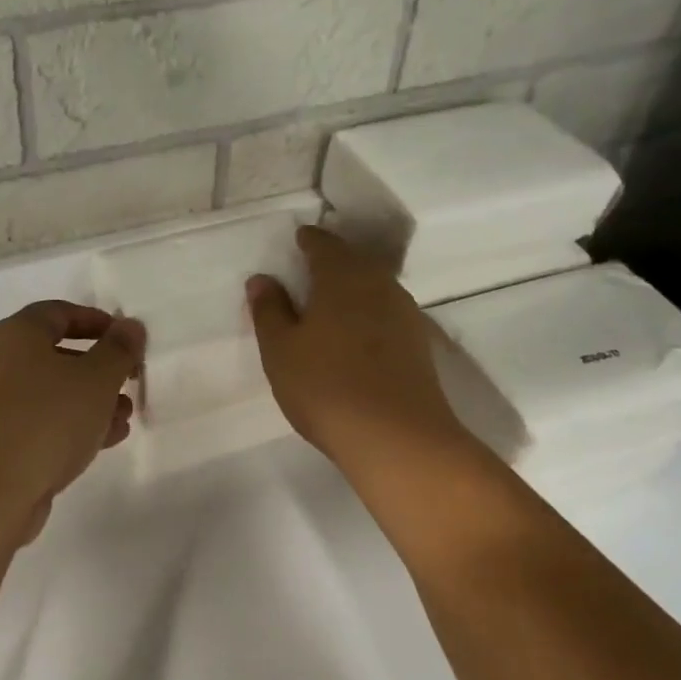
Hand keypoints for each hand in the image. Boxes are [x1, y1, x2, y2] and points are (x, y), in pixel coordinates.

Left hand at [0, 301, 143, 540]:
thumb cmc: (45, 419)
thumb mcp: (96, 379)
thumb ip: (119, 350)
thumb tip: (130, 326)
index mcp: (16, 334)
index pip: (59, 312)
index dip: (97, 321)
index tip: (128, 340)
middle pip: (55, 355)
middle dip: (98, 369)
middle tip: (130, 383)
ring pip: (50, 393)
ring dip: (90, 402)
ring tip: (124, 418)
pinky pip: (40, 423)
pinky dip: (70, 426)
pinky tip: (103, 442)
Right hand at [247, 226, 475, 473]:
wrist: (398, 438)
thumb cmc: (326, 386)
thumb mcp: (280, 350)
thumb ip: (269, 310)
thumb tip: (262, 279)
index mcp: (343, 278)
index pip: (324, 245)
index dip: (308, 241)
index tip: (296, 241)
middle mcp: (379, 286)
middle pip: (354, 262)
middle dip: (332, 262)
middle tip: (308, 270)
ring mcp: (405, 315)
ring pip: (373, 288)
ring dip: (351, 289)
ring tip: (328, 303)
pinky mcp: (418, 345)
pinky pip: (385, 314)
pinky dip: (367, 315)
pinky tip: (355, 335)